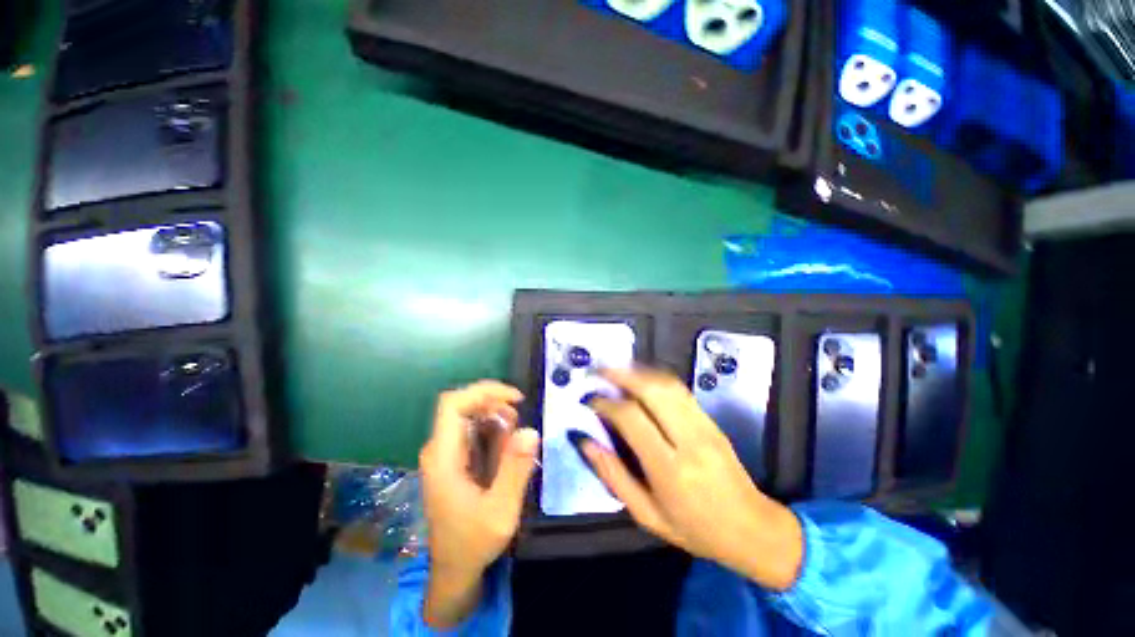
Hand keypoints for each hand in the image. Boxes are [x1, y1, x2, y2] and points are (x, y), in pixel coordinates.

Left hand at [419, 381, 539, 626]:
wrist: (453, 570)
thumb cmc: (473, 543)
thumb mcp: (501, 511)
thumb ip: (515, 470)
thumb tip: (530, 430)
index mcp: (443, 458)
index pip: (453, 404)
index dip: (484, 391)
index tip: (516, 399)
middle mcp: (439, 449)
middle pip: (463, 405)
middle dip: (495, 404)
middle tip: (520, 423)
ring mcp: (444, 453)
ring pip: (470, 415)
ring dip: (497, 418)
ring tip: (514, 443)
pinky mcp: (453, 459)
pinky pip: (473, 429)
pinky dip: (494, 430)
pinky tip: (506, 449)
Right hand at [575, 368, 803, 590]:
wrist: (752, 528)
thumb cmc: (694, 528)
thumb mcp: (646, 515)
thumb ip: (614, 476)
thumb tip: (587, 442)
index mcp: (669, 468)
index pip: (632, 418)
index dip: (606, 404)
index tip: (590, 401)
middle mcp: (688, 439)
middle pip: (652, 390)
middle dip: (621, 374)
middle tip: (599, 371)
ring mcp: (704, 425)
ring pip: (667, 384)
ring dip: (638, 372)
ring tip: (615, 371)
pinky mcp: (711, 420)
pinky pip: (680, 389)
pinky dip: (655, 378)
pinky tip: (640, 379)